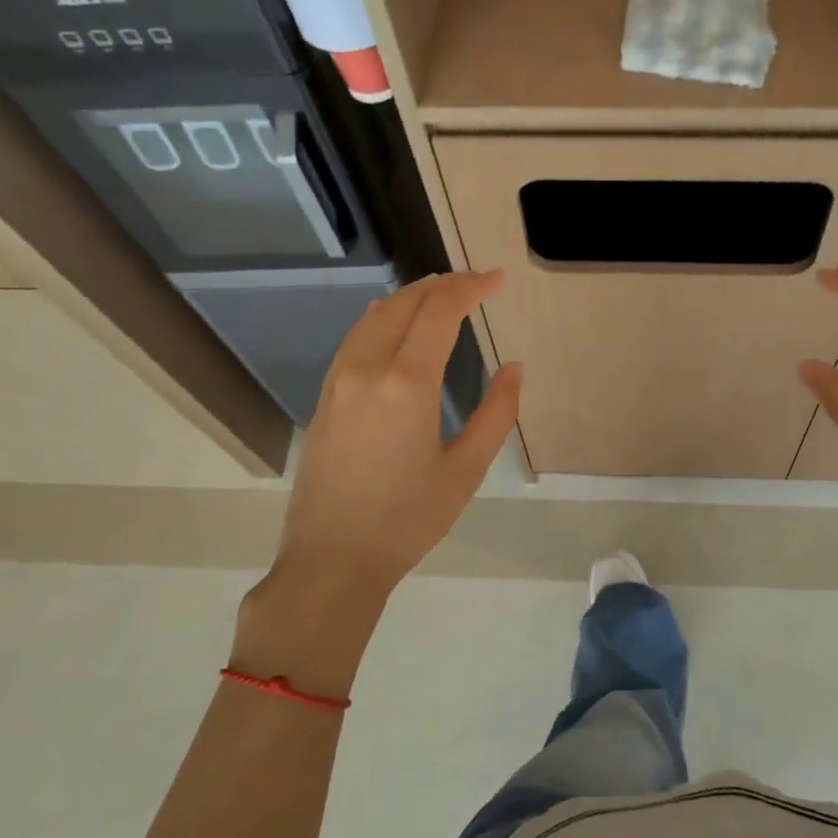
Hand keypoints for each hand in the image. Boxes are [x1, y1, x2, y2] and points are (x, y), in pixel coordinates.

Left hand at [239, 271, 521, 681]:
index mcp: (406, 384)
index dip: (470, 287)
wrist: (333, 559)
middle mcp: (366, 369)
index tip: (496, 278)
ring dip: (409, 298)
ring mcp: (338, 382)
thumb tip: (513, 369)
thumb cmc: (408, 519)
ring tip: (440, 295)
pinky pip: (355, 340)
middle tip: (475, 283)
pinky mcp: (324, 399)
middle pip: (403, 304)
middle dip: (441, 285)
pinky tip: (393, 324)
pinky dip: (382, 320)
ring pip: (373, 318)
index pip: (439, 312)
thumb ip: (497, 413)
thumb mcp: (466, 470)